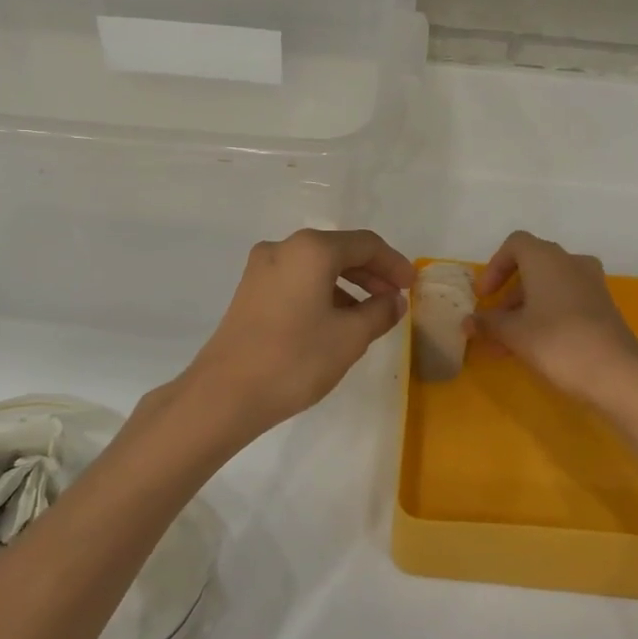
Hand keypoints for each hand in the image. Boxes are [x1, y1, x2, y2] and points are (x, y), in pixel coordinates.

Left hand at [183, 229, 416, 438]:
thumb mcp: (350, 337)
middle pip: (338, 251)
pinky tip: (334, 322)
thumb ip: (379, 312)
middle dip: (371, 274)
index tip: (412, 287)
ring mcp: (260, 269)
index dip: (393, 264)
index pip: (365, 244)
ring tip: (368, 316)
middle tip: (394, 301)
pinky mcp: (249, 292)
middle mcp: (283, 248)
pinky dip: (322, 293)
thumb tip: (394, 301)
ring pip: (316, 267)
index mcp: (310, 249)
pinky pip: (296, 281)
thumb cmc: (295, 359)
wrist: (225, 394)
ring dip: (347, 285)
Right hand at [468, 231, 637, 416]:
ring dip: (524, 309)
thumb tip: (468, 322)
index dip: (494, 267)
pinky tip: (533, 346)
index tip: (483, 296)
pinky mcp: (603, 307)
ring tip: (506, 343)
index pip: (515, 244)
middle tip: (492, 322)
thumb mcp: (514, 333)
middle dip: (507, 295)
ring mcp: (591, 284)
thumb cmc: (558, 342)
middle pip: (531, 267)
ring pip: (548, 287)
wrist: (619, 374)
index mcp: (546, 258)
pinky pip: (565, 301)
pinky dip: (545, 316)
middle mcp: (571, 262)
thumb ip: (488, 323)